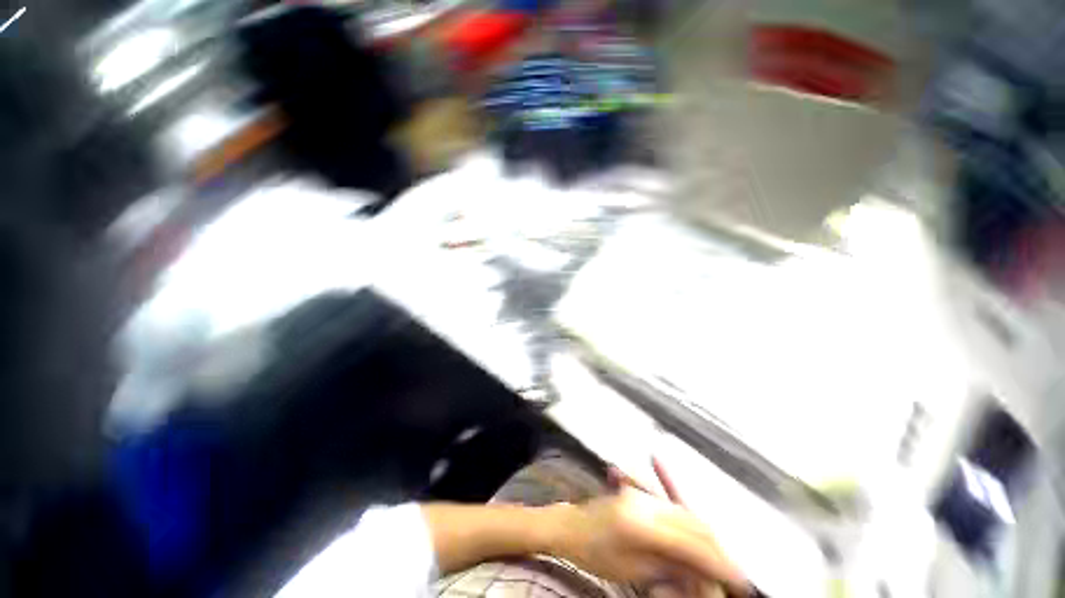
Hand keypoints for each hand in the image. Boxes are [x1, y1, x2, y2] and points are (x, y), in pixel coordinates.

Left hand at [544, 487, 749, 594]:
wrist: (567, 527)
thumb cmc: (595, 554)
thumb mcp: (634, 570)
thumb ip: (668, 565)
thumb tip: (699, 569)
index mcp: (643, 527)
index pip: (692, 545)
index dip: (718, 563)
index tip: (739, 580)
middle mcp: (644, 505)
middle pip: (692, 524)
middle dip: (715, 547)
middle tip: (733, 570)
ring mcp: (638, 495)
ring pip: (681, 510)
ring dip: (700, 529)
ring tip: (716, 550)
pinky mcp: (634, 491)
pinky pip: (663, 497)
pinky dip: (674, 494)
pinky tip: (662, 464)